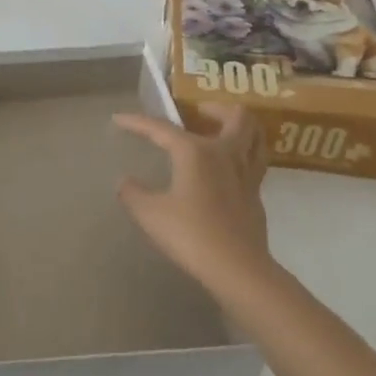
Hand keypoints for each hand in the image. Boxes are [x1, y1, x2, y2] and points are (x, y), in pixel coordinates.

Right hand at [112, 103, 271, 292]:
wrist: (236, 267)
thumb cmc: (190, 234)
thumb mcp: (150, 214)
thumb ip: (133, 194)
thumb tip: (125, 182)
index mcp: (196, 151)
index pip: (162, 129)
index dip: (138, 122)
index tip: (119, 118)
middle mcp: (226, 153)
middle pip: (236, 116)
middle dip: (217, 108)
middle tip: (199, 112)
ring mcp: (247, 174)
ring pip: (255, 136)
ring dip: (239, 127)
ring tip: (221, 132)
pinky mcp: (256, 195)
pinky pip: (255, 161)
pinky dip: (243, 154)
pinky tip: (228, 168)